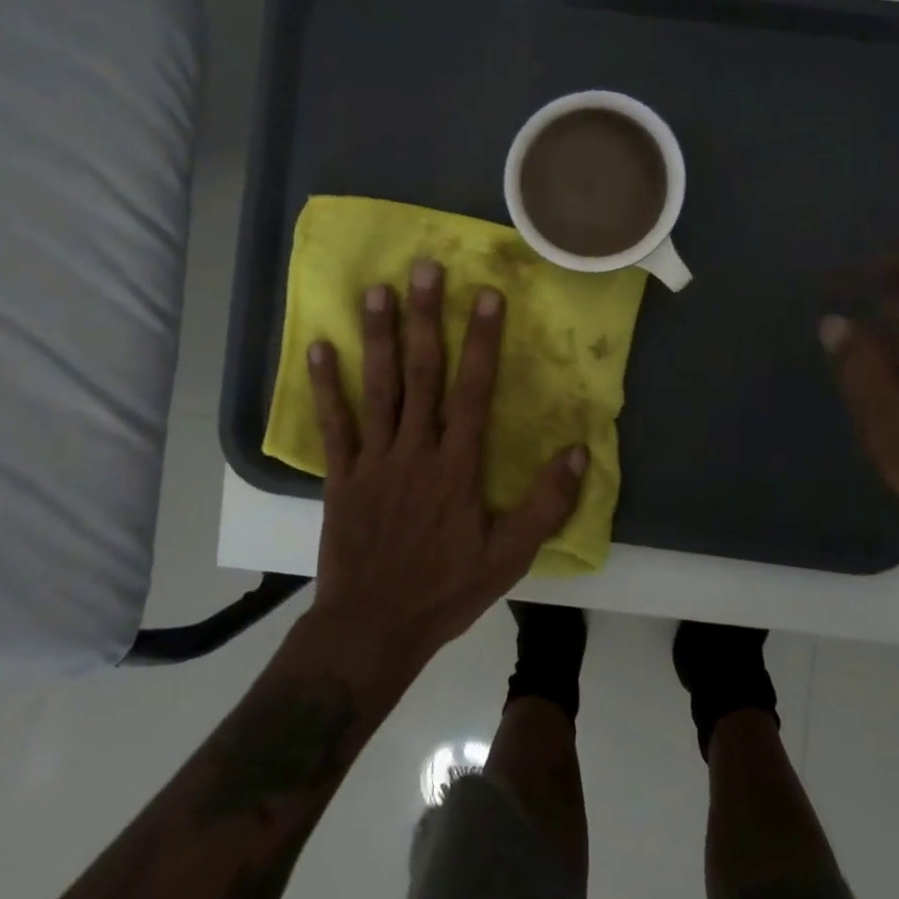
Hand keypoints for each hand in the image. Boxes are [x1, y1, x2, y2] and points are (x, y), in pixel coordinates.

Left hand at [305, 258, 589, 677]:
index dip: (481, 341)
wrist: (373, 628)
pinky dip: (325, 386)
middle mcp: (415, 450)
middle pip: (422, 374)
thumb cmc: (446, 589)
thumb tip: (578, 451)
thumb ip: (546, 504)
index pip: (473, 391)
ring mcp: (374, 460)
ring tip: (376, 290)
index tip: (486, 295)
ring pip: (378, 388)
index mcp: (457, 466)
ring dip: (378, 337)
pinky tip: (319, 347)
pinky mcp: (341, 475)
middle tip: (425, 269)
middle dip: (427, 318)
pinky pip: (334, 424)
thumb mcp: (509, 556)